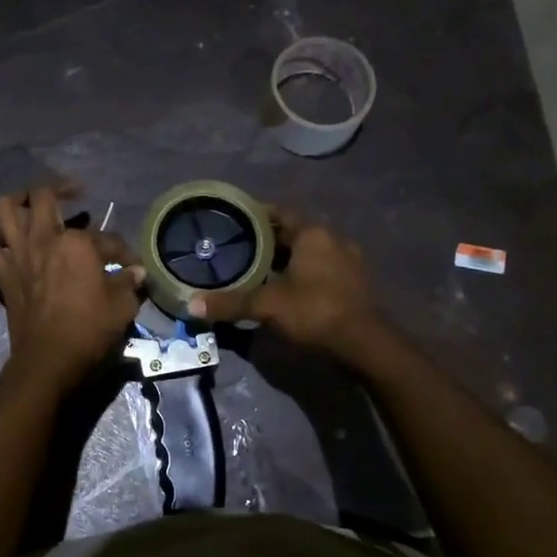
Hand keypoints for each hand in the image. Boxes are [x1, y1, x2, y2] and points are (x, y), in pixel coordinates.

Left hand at [0, 186, 143, 394]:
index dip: (123, 252)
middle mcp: (44, 238)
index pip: (107, 238)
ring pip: (5, 209)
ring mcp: (18, 253)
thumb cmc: (90, 330)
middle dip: (61, 188)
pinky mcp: (2, 273)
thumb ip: (129, 283)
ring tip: (32, 207)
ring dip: (17, 202)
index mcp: (78, 242)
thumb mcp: (123, 306)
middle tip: (74, 194)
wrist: (49, 359)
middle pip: (43, 195)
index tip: (131, 266)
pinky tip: (8, 245)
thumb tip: (136, 272)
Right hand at [186, 208, 380, 360]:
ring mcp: (349, 261)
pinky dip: (303, 274)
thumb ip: (230, 303)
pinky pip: (322, 269)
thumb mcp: (267, 305)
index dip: (256, 215)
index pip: (281, 212)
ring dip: (287, 259)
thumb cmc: (314, 311)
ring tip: (259, 270)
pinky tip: (286, 289)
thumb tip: (191, 304)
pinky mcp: (355, 283)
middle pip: (295, 232)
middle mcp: (334, 239)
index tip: (234, 222)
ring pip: (309, 252)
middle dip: (269, 240)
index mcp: (313, 233)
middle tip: (240, 249)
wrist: (364, 343)